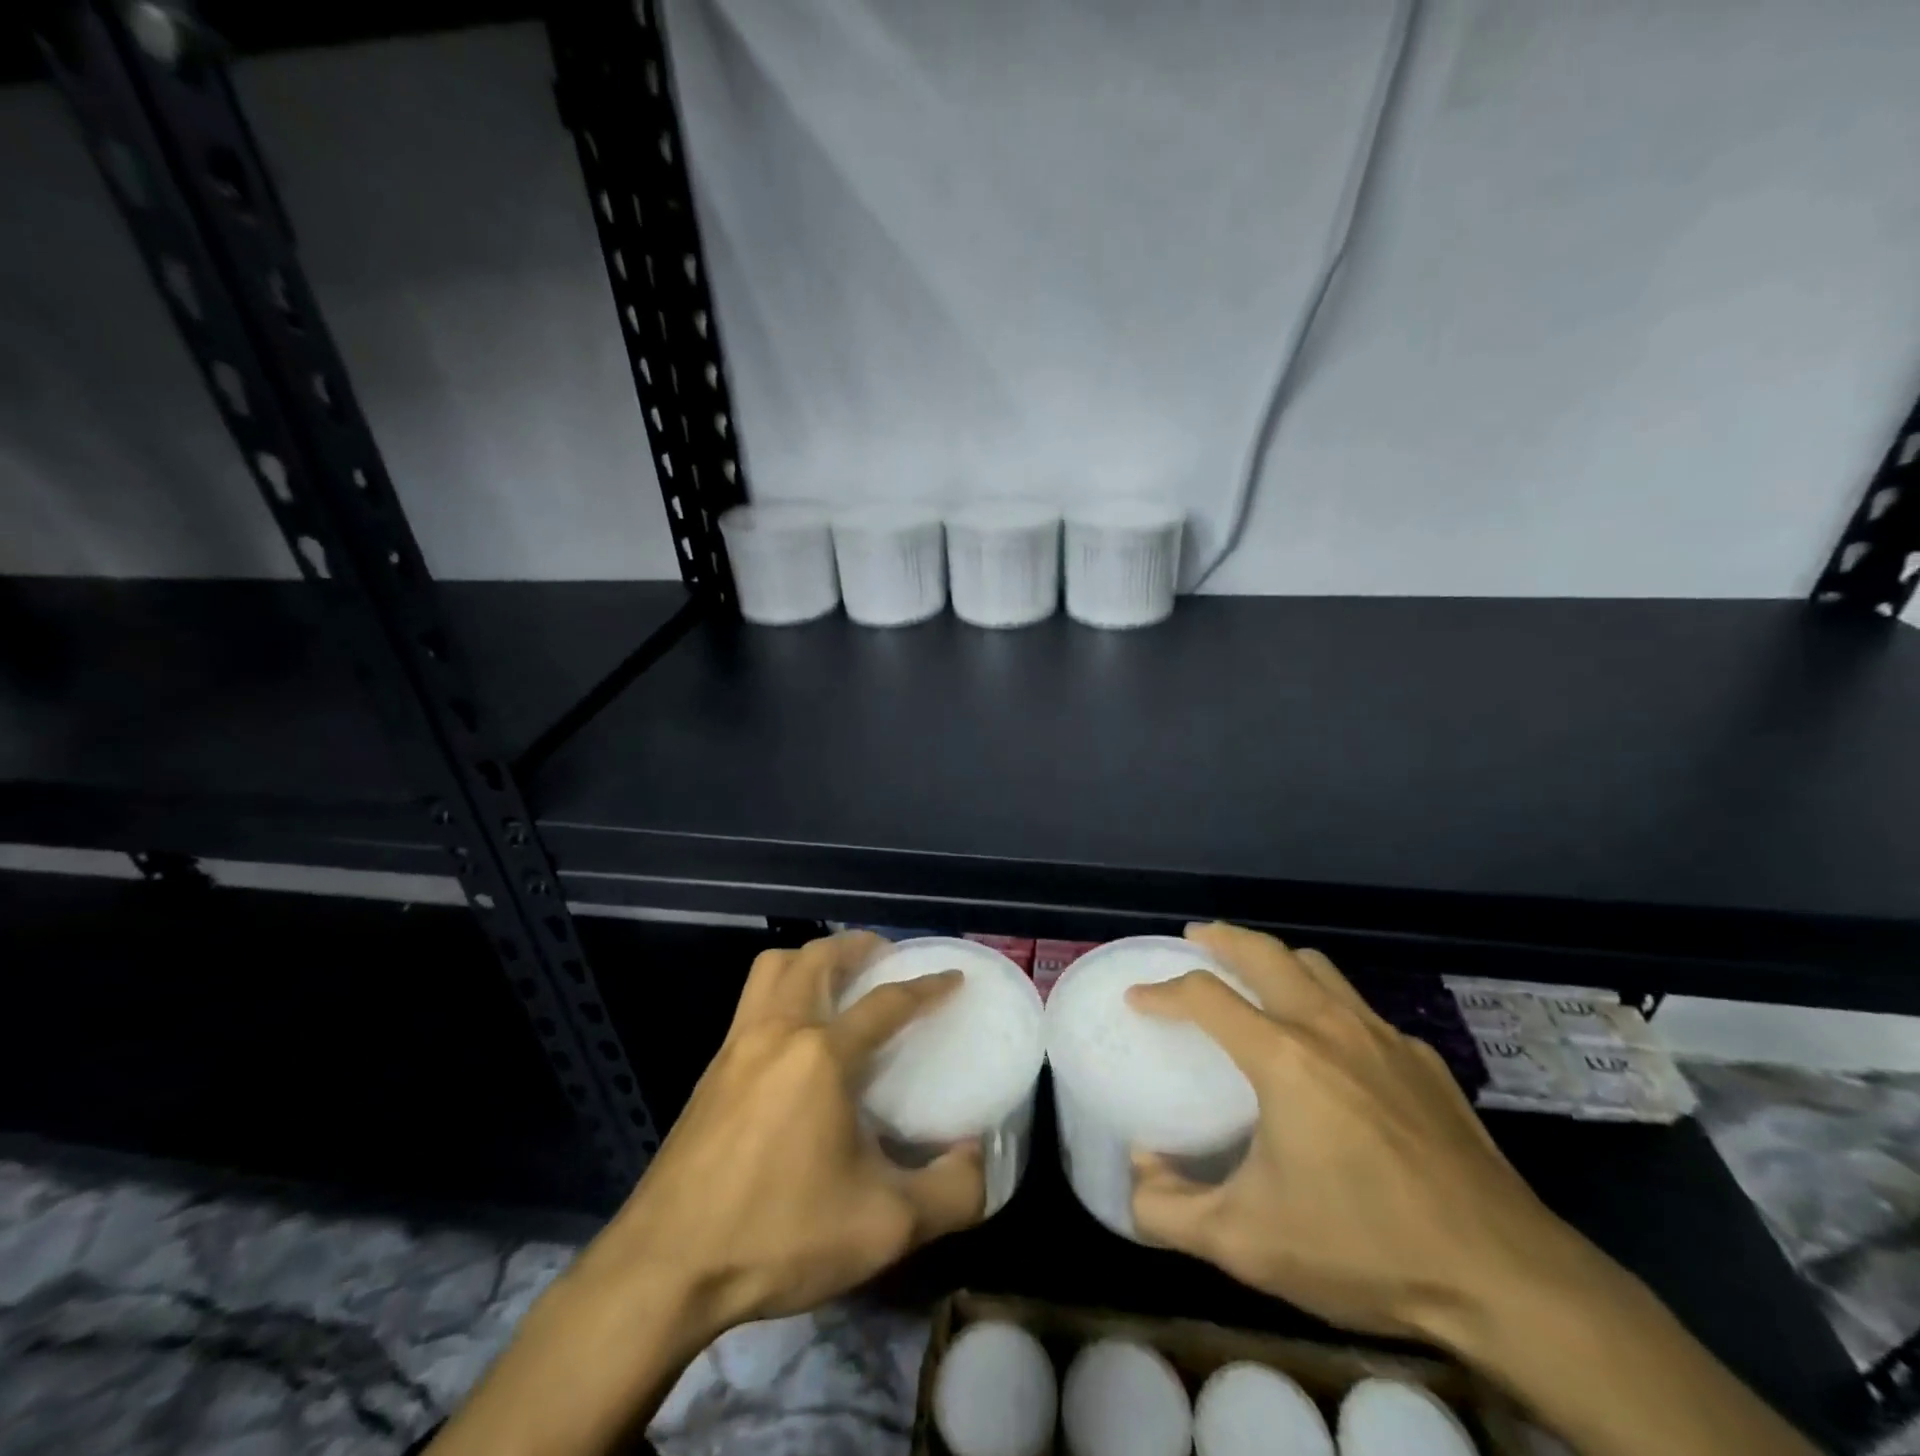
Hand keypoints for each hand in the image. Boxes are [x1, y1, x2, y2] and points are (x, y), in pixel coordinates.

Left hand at [428, 933, 984, 1455]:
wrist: (663, 1271)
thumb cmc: (778, 1236)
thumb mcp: (883, 1227)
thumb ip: (951, 1192)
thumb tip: (980, 1159)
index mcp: (821, 1055)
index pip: (886, 1002)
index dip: (927, 985)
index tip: (953, 976)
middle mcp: (777, 1031)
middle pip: (818, 957)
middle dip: (858, 947)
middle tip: (888, 961)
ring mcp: (735, 1046)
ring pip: (773, 968)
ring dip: (811, 959)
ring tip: (839, 983)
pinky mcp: (710, 1071)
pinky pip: (751, 1002)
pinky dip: (782, 991)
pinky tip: (796, 1038)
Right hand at [1127, 923, 1582, 1341]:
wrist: (1508, 1279)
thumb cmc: (1366, 1249)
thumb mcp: (1248, 1244)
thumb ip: (1172, 1210)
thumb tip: (1135, 1175)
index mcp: (1283, 1057)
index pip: (1205, 996)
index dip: (1162, 992)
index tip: (1138, 997)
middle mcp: (1330, 1027)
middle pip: (1266, 953)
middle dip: (1222, 938)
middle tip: (1195, 940)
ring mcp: (1385, 1039)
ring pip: (1319, 968)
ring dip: (1276, 959)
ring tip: (1255, 975)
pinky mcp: (1425, 1062)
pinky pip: (1361, 1009)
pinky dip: (1326, 1002)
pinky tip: (1329, 1044)